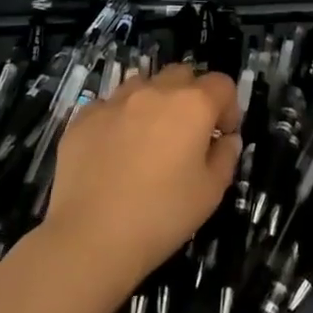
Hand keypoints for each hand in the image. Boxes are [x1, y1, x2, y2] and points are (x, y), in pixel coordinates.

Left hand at [40, 64, 240, 293]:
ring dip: (154, 103)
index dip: (228, 107)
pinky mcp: (84, 117)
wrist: (89, 238)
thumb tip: (226, 139)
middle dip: (191, 97)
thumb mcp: (211, 193)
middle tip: (187, 134)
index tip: (222, 135)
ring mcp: (115, 101)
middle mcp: (155, 91)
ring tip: (148, 139)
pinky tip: (113, 153)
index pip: (222, 84)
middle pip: (182, 75)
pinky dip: (119, 120)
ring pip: (143, 84)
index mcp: (192, 105)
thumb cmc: (161, 216)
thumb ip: (225, 157)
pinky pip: (110, 106)